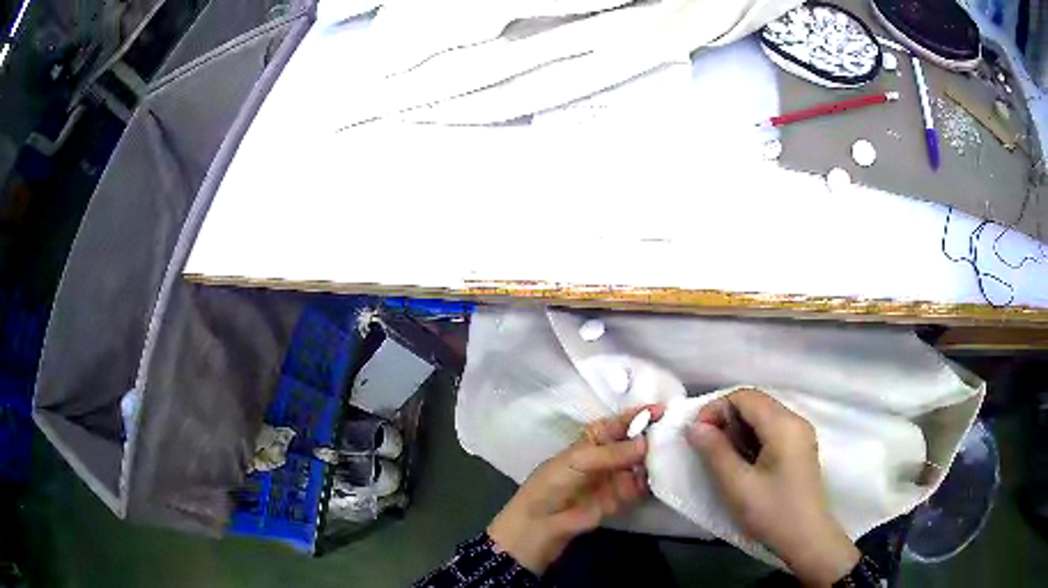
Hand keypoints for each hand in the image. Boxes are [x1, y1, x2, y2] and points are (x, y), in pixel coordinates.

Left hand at [488, 405, 663, 574]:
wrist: (542, 523)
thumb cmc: (553, 483)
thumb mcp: (578, 461)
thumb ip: (612, 453)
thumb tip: (645, 443)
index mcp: (595, 438)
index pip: (622, 422)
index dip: (640, 415)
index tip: (664, 409)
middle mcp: (611, 454)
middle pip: (637, 441)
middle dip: (655, 435)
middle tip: (677, 431)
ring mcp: (619, 476)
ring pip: (644, 463)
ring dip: (658, 457)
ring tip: (677, 451)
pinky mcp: (624, 497)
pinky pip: (644, 486)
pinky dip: (654, 480)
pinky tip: (668, 474)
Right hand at [687, 389, 859, 586]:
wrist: (806, 539)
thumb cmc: (772, 512)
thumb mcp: (737, 485)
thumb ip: (714, 452)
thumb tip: (694, 427)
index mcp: (783, 424)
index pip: (745, 396)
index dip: (716, 409)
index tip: (696, 435)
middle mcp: (795, 420)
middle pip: (755, 403)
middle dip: (725, 419)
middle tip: (704, 447)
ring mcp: (801, 434)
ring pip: (763, 417)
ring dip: (737, 430)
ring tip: (720, 457)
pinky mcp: (800, 449)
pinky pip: (771, 431)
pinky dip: (751, 439)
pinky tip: (742, 463)